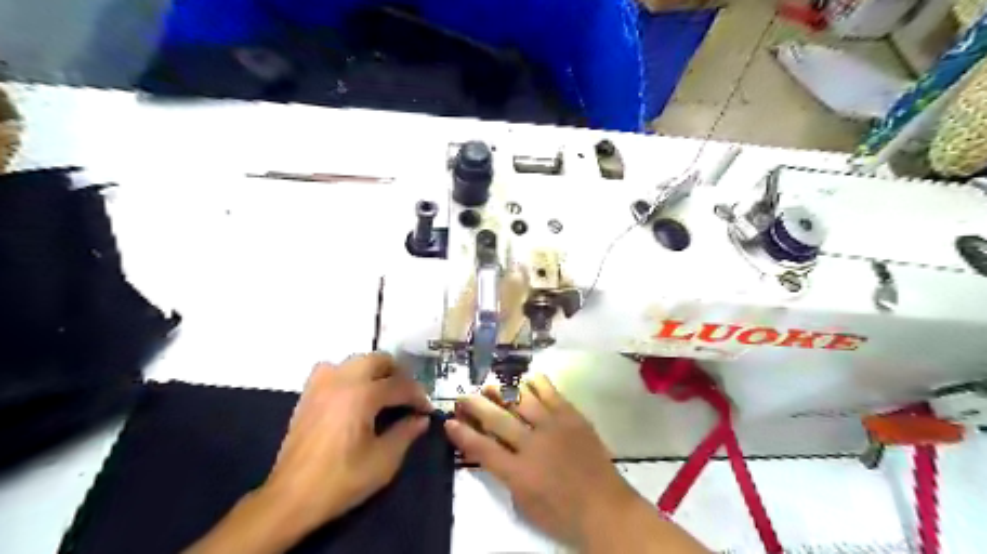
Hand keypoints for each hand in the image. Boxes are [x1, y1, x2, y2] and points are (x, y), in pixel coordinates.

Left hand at [259, 355, 432, 536]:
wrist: (290, 498)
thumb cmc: (341, 480)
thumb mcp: (383, 461)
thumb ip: (406, 433)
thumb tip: (421, 419)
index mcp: (362, 395)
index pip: (400, 385)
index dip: (418, 396)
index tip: (427, 410)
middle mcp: (342, 381)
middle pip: (379, 360)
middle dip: (398, 374)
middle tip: (408, 395)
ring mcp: (322, 385)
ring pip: (356, 360)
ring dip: (375, 370)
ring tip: (384, 390)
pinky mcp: (308, 394)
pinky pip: (332, 369)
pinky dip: (348, 373)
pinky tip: (352, 392)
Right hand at [444, 377, 635, 549]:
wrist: (606, 508)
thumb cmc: (563, 515)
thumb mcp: (525, 505)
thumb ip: (508, 477)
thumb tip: (498, 453)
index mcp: (519, 473)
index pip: (482, 449)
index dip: (463, 434)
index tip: (449, 421)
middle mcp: (533, 445)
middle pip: (498, 420)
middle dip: (476, 406)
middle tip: (464, 396)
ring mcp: (554, 427)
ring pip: (522, 401)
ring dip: (503, 392)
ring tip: (491, 385)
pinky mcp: (572, 418)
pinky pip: (552, 394)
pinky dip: (538, 384)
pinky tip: (527, 379)